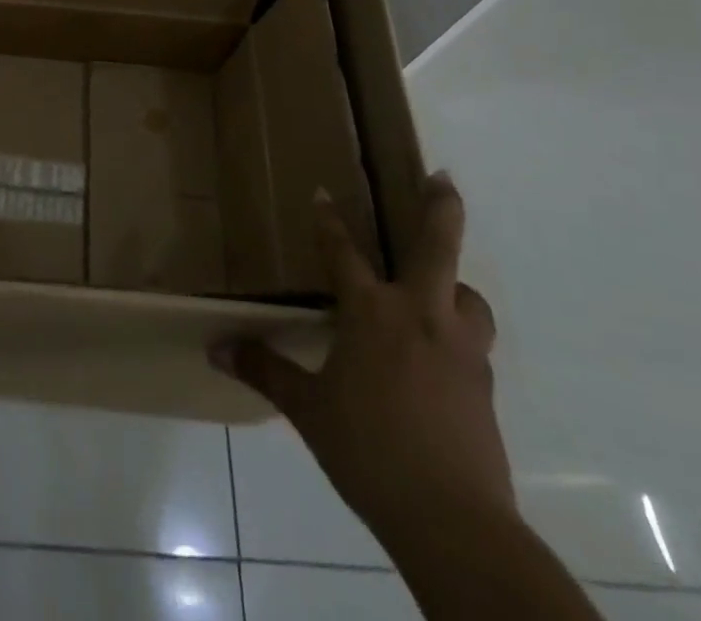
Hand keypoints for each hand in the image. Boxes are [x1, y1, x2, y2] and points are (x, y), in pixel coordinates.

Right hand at [212, 172, 512, 542]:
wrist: (453, 522)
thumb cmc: (369, 450)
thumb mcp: (309, 410)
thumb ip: (265, 371)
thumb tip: (217, 349)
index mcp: (371, 313)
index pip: (342, 252)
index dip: (327, 220)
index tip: (321, 192)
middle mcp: (420, 317)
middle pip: (437, 248)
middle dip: (440, 208)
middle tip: (441, 178)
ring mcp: (460, 350)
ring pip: (469, 297)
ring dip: (456, 285)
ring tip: (442, 289)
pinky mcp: (484, 387)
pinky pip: (474, 343)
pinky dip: (459, 335)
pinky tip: (443, 357)